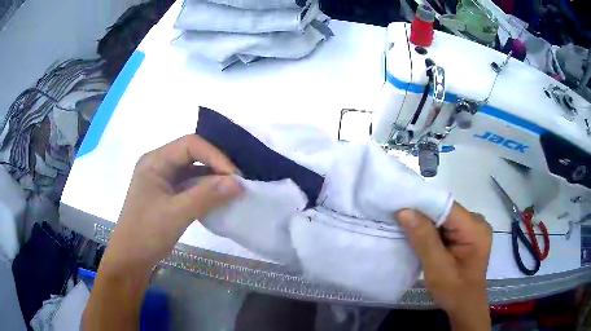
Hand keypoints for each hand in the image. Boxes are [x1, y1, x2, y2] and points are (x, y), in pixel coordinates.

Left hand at [84, 135, 242, 329]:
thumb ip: (207, 196)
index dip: (215, 155)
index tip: (235, 176)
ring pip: (193, 171)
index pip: (190, 145)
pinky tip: (219, 199)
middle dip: (216, 166)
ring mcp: (163, 180)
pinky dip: (205, 191)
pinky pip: (190, 186)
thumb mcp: (176, 214)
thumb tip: (239, 183)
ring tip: (233, 190)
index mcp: (155, 161)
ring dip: (212, 179)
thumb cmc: (146, 233)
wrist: (131, 259)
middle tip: (238, 182)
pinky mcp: (167, 195)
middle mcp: (159, 165)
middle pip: (192, 155)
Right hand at [397, 203, 491, 330]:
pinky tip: (421, 238)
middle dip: (423, 216)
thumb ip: (424, 239)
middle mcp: (477, 222)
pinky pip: (447, 226)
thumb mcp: (437, 268)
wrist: (465, 306)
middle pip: (446, 211)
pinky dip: (432, 232)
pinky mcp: (468, 235)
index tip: (398, 209)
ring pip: (445, 218)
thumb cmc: (453, 291)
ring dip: (426, 224)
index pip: (446, 207)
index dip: (423, 206)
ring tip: (406, 228)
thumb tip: (405, 212)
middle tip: (398, 221)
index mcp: (475, 228)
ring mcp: (473, 228)